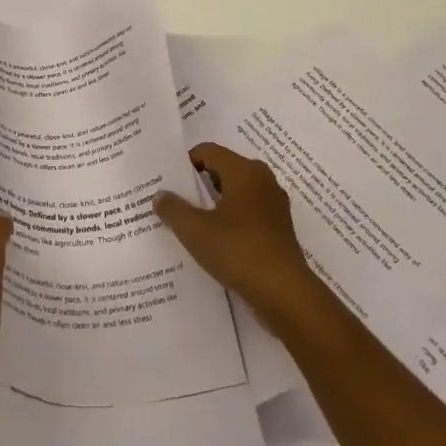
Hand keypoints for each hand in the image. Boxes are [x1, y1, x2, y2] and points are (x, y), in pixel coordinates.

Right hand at [154, 144, 321, 330]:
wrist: (284, 293)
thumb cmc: (238, 250)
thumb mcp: (195, 230)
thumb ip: (173, 208)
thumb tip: (160, 194)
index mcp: (244, 170)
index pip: (208, 151)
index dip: (185, 162)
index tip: (167, 181)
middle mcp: (262, 180)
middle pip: (223, 170)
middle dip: (198, 183)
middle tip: (174, 199)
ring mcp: (274, 205)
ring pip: (237, 193)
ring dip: (214, 203)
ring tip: (191, 221)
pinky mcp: (279, 229)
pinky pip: (248, 213)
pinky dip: (230, 220)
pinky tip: (215, 240)